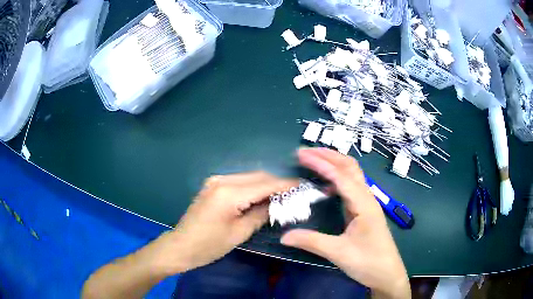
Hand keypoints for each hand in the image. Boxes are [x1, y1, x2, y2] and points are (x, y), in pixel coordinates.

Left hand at [160, 171, 297, 273]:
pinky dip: (253, 188)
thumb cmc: (209, 245)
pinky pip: (239, 182)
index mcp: (229, 193)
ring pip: (249, 177)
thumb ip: (261, 214)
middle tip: (294, 194)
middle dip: (278, 184)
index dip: (286, 185)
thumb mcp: (239, 233)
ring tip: (281, 197)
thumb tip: (279, 203)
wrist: (180, 246)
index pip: (265, 184)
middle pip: (258, 176)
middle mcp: (222, 180)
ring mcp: (216, 181)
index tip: (303, 186)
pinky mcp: (213, 186)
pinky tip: (261, 197)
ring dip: (266, 185)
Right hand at [281, 148, 409, 298]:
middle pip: (350, 167)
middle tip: (305, 152)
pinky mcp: (363, 210)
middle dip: (328, 155)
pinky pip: (350, 186)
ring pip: (352, 174)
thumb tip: (283, 236)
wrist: (387, 273)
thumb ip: (311, 242)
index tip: (301, 155)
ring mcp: (366, 203)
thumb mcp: (338, 253)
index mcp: (363, 204)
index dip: (321, 163)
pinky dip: (337, 177)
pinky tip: (326, 183)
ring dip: (334, 163)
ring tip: (313, 160)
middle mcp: (367, 198)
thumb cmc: (367, 262)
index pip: (341, 176)